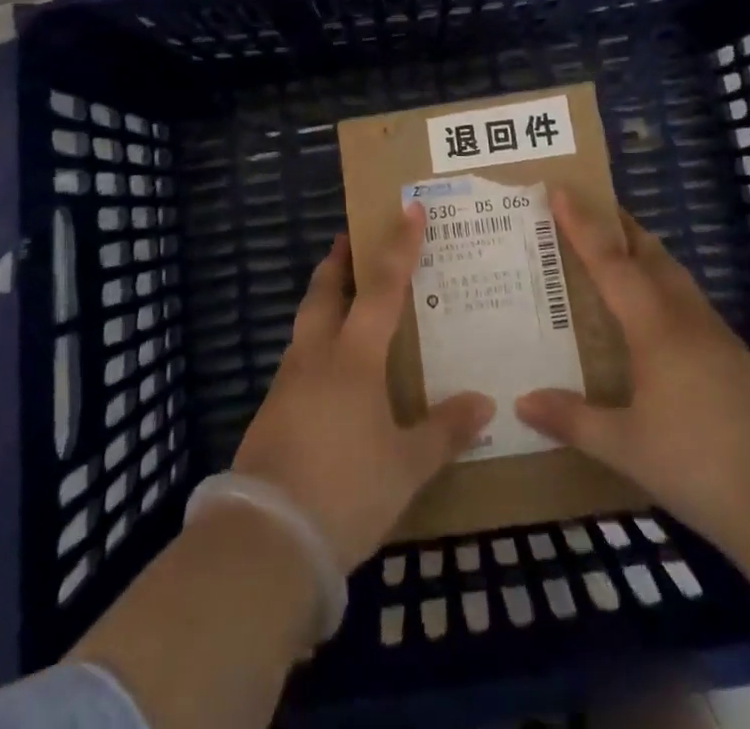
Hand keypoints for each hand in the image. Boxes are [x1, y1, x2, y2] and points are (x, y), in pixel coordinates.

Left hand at [231, 205, 494, 570]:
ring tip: (343, 299)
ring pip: (305, 323)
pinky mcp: (271, 411)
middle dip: (338, 261)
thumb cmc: (345, 490)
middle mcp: (316, 356)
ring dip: (323, 300)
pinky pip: (297, 358)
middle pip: (324, 291)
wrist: (264, 540)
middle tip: (349, 239)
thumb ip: (444, 431)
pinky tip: (328, 369)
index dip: (399, 246)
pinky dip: (315, 342)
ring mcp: (287, 382)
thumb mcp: (406, 466)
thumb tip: (484, 404)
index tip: (408, 209)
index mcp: (353, 357)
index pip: (382, 287)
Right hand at [515, 194, 749, 551]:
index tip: (560, 190)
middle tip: (590, 210)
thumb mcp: (628, 448)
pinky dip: (664, 290)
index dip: (582, 226)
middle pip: (651, 255)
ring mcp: (719, 338)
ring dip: (646, 256)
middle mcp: (687, 319)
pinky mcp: (738, 361)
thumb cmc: (702, 465)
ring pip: (676, 278)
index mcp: (656, 327)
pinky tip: (657, 321)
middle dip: (620, 227)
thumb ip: (574, 420)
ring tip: (618, 257)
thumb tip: (522, 401)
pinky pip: (690, 305)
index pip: (610, 262)